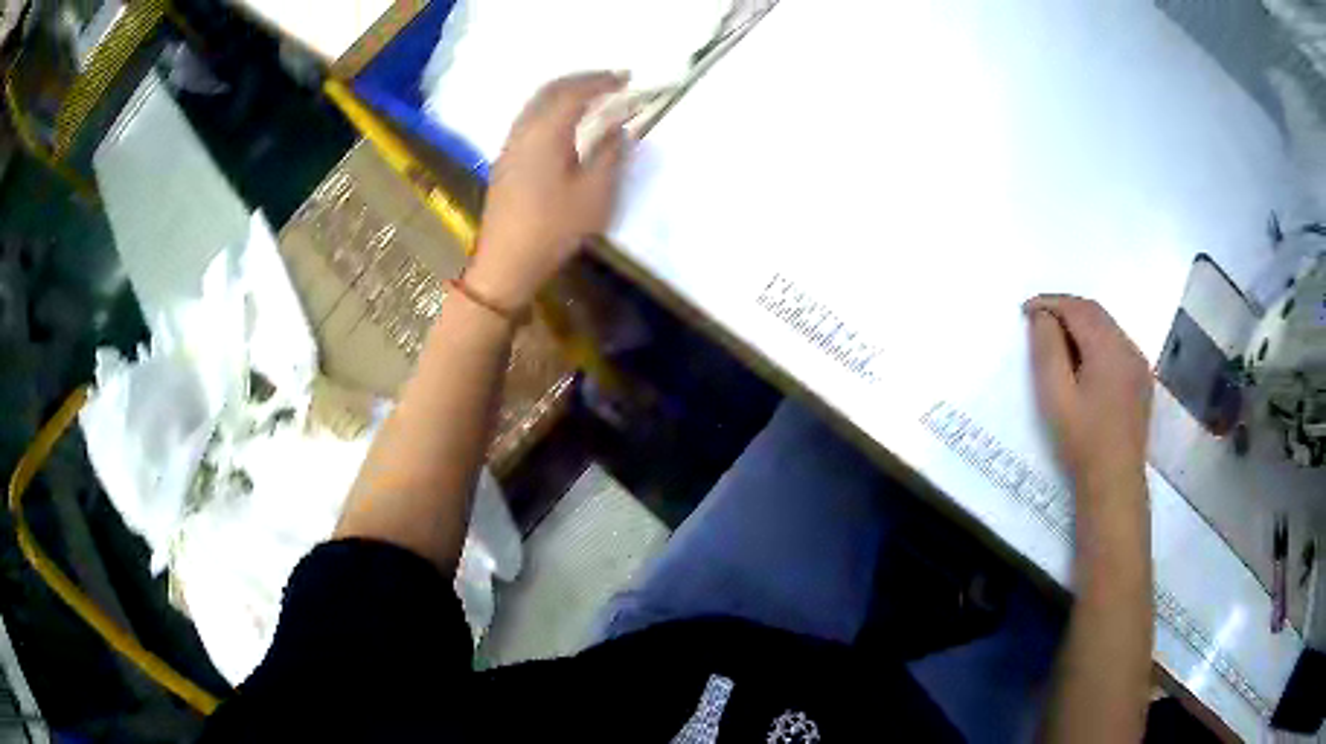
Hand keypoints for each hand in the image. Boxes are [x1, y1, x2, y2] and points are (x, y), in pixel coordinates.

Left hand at [466, 72, 630, 310]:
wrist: (507, 262)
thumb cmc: (554, 229)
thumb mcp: (595, 194)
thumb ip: (610, 154)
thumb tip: (618, 128)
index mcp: (545, 134)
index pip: (574, 93)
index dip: (601, 81)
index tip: (627, 78)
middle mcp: (523, 131)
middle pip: (550, 90)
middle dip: (582, 80)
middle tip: (611, 80)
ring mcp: (510, 146)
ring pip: (536, 103)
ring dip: (565, 92)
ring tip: (592, 96)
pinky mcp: (506, 161)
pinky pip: (530, 118)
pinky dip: (552, 108)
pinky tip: (565, 121)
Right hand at [1026, 295, 1152, 490]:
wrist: (1114, 482)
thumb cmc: (1082, 441)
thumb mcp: (1055, 396)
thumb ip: (1047, 350)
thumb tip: (1042, 316)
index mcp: (1108, 348)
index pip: (1077, 308)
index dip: (1050, 303)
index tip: (1025, 310)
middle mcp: (1128, 347)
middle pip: (1095, 312)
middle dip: (1065, 309)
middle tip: (1038, 320)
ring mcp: (1138, 363)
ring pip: (1108, 327)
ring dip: (1082, 323)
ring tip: (1058, 338)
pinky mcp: (1141, 380)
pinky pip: (1117, 345)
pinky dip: (1097, 340)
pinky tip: (1084, 359)